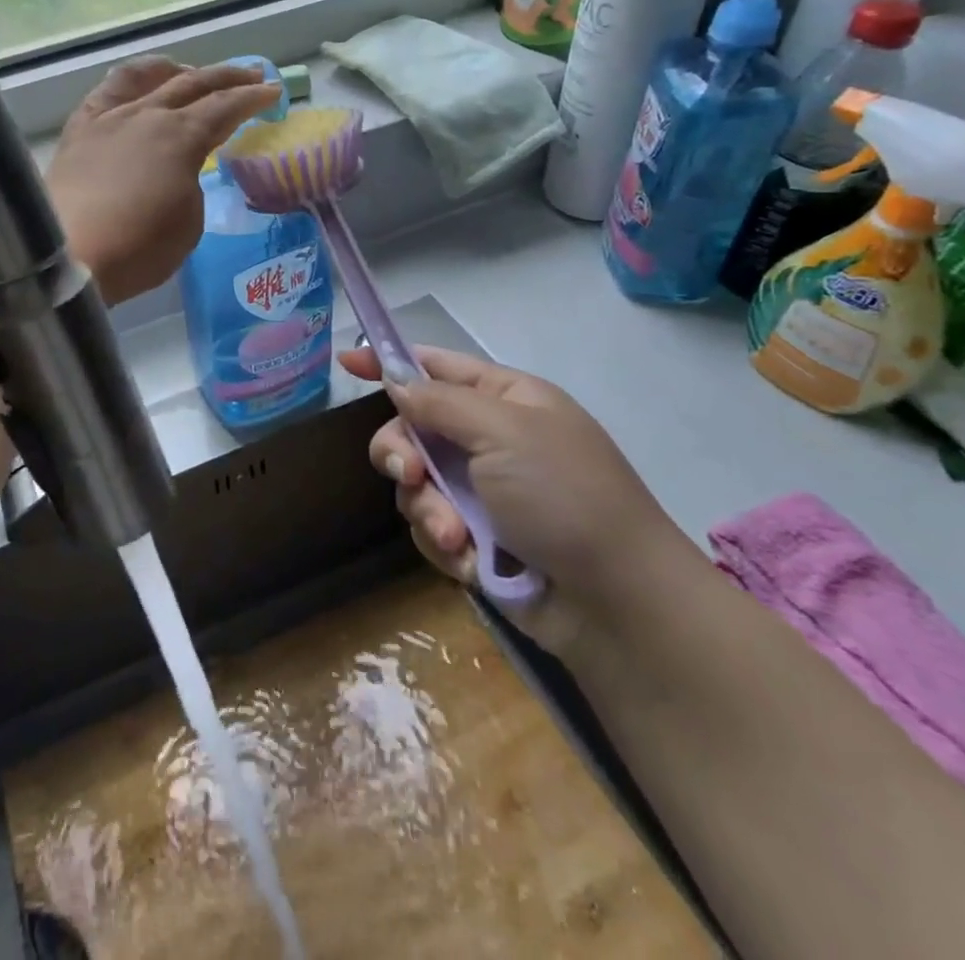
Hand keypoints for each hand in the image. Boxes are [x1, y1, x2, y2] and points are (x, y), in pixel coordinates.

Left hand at [48, 58, 279, 305]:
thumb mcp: (188, 222)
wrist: (68, 256)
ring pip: (147, 77)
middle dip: (228, 77)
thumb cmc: (138, 248)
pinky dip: (128, 81)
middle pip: (194, 84)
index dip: (254, 98)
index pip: (226, 107)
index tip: (273, 93)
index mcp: (181, 137)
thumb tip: (179, 171)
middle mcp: (147, 115)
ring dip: (176, 71)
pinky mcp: (78, 131)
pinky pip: (106, 92)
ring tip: (189, 73)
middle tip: (251, 74)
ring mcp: (109, 118)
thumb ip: (191, 185)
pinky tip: (134, 87)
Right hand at [337, 344, 702, 652]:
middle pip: (413, 428)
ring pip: (415, 484)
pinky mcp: (475, 537)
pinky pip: (430, 526)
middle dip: (403, 453)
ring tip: (457, 535)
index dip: (391, 363)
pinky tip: (472, 560)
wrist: (616, 603)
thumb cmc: (565, 496)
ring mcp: (482, 491)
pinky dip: (445, 543)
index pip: (435, 366)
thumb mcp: (503, 432)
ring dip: (428, 509)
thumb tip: (396, 380)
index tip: (347, 362)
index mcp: (505, 399)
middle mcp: (489, 439)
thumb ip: (439, 402)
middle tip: (410, 476)